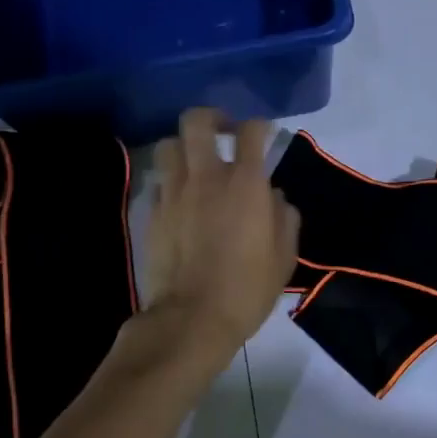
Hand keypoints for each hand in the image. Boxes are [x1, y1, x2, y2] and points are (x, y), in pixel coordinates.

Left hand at [142, 109, 300, 358]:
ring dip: (185, 148)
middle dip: (212, 119)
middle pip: (198, 121)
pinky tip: (181, 199)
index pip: (251, 131)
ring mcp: (174, 192)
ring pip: (169, 145)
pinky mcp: (152, 212)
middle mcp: (207, 177)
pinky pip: (159, 181)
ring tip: (196, 164)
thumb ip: (284, 217)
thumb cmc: (248, 287)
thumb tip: (274, 197)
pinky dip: (171, 181)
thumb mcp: (284, 255)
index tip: (265, 137)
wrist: (192, 318)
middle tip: (224, 134)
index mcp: (246, 183)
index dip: (260, 127)